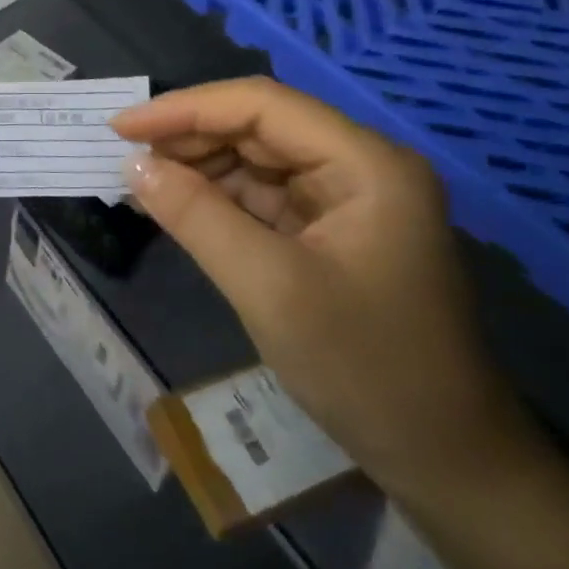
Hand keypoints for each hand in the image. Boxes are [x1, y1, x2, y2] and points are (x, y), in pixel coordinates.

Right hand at [113, 78, 544, 509]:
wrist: (447, 463)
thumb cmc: (366, 369)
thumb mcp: (269, 287)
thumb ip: (196, 215)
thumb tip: (132, 164)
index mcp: (365, 163)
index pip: (261, 105)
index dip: (186, 108)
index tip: (121, 127)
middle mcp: (359, 167)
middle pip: (259, 127)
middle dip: (189, 137)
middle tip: (124, 156)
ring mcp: (347, 201)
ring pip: (256, 161)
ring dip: (198, 167)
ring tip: (140, 180)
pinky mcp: (331, 234)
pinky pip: (263, 199)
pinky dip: (217, 200)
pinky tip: (176, 206)